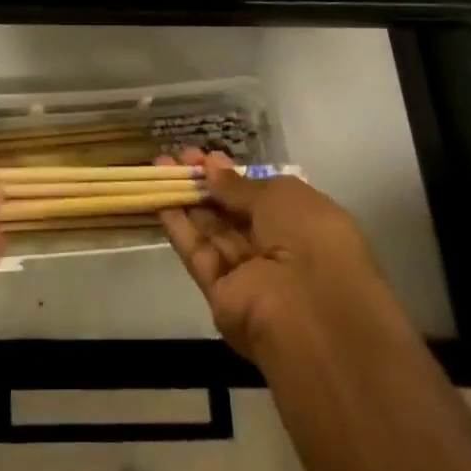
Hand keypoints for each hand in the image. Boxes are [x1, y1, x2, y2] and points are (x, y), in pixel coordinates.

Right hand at [159, 149, 401, 361]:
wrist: (310, 313)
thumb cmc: (309, 239)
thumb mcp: (279, 195)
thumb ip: (240, 185)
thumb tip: (212, 168)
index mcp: (302, 224)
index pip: (262, 196)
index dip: (233, 176)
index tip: (206, 156)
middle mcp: (276, 249)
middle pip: (233, 213)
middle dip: (207, 183)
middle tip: (180, 157)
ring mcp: (248, 275)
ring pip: (212, 231)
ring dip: (187, 199)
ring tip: (160, 168)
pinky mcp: (221, 295)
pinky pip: (199, 255)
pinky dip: (180, 227)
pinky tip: (160, 198)